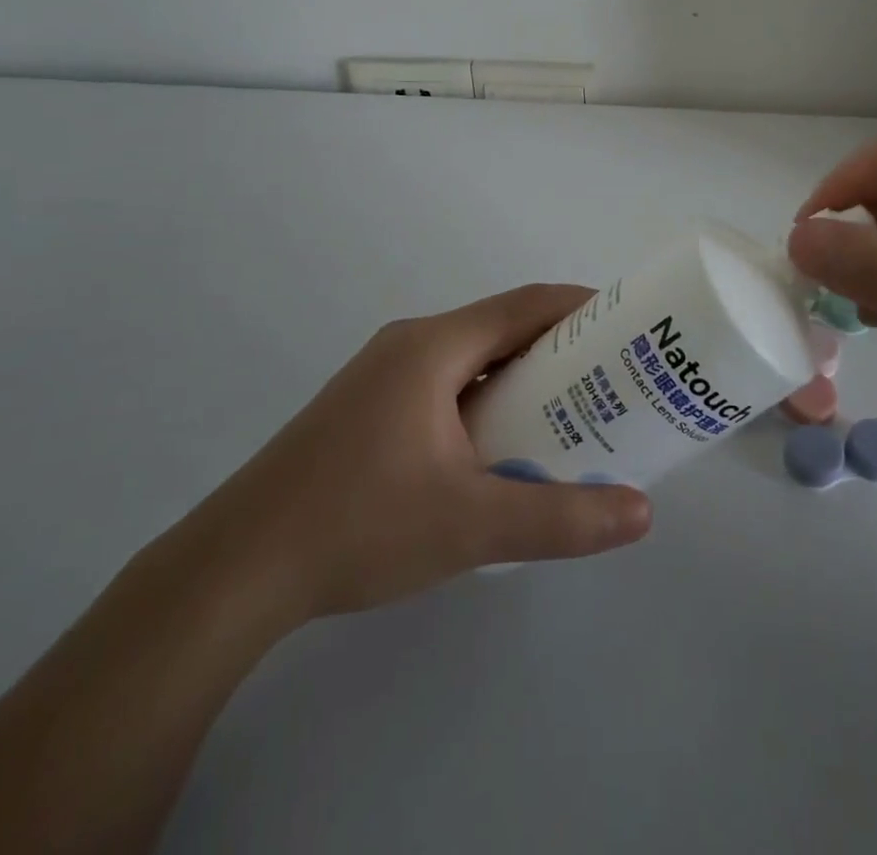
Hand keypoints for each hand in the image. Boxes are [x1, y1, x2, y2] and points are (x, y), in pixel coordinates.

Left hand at [168, 284, 652, 629]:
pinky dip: (488, 399)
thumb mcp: (471, 524)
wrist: (234, 572)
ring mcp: (382, 377)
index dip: (583, 306)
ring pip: (473, 359)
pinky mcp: (367, 410)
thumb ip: (561, 518)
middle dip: (562, 347)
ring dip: (523, 376)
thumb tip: (642, 513)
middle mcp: (410, 346)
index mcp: (434, 347)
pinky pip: (446, 385)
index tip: (630, 326)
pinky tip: (502, 447)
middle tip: (614, 378)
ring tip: (572, 412)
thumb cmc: (358, 526)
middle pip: (502, 328)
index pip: (526, 304)